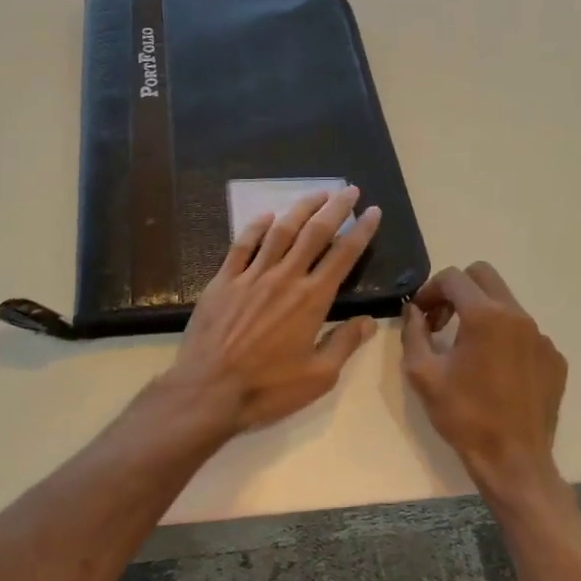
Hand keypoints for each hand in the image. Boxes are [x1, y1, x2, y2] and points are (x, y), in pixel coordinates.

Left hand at [163, 187, 382, 436]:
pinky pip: (242, 245)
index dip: (361, 230)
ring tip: (316, 194)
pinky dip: (255, 227)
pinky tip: (266, 216)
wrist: (208, 390)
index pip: (343, 255)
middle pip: (314, 232)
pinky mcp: (223, 281)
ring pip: (280, 231)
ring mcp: (251, 276)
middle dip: (335, 208)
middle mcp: (284, 278)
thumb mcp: (319, 377)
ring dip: (300, 208)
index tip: (372, 211)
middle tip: (348, 190)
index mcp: (312, 299)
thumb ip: (345, 344)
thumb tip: (369, 320)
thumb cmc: (268, 388)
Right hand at [400, 262, 567, 510]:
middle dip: (457, 290)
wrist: (513, 460)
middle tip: (441, 320)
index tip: (420, 315)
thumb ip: (413, 333)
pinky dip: (504, 338)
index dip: (429, 290)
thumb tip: (413, 311)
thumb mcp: (423, 374)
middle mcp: (518, 316)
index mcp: (485, 316)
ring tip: (465, 349)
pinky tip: (493, 371)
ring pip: (506, 304)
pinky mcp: (553, 358)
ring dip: (481, 313)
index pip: (454, 278)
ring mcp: (541, 337)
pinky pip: (524, 332)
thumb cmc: (464, 416)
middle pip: (484, 276)